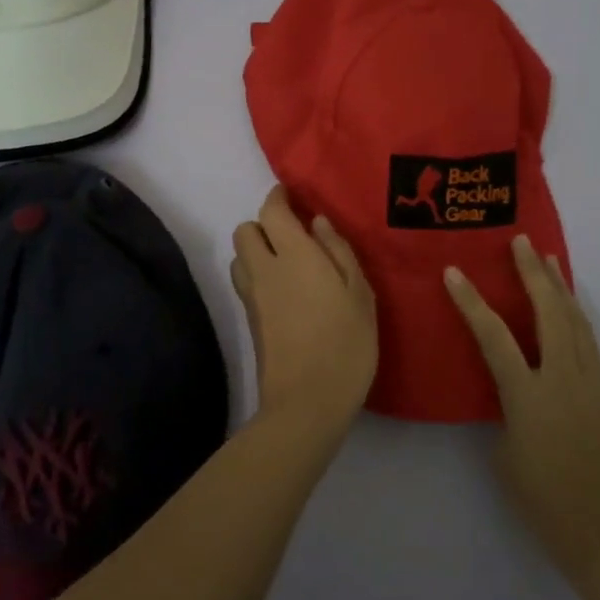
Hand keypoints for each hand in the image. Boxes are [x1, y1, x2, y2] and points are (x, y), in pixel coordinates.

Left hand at [230, 187, 378, 435]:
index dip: (278, 198)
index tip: (291, 196)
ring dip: (256, 251)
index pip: (271, 210)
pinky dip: (257, 275)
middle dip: (264, 225)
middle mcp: (264, 269)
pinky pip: (245, 283)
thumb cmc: (345, 344)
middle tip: (293, 236)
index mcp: (293, 255)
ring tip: (287, 263)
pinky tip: (285, 292)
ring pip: (240, 257)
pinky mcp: (249, 321)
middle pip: (244, 230)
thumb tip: (317, 222)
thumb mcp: (359, 294)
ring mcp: (252, 297)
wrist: (306, 403)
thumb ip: (338, 251)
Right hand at [445, 236, 599, 589]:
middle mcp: (562, 379)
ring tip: (548, 258)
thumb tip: (511, 389)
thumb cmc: (546, 503)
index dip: (471, 302)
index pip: (494, 336)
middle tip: (521, 242)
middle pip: (548, 312)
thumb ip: (506, 411)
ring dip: (559, 286)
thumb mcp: (507, 455)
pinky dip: (576, 313)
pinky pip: (588, 340)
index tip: (453, 272)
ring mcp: (590, 383)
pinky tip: (570, 305)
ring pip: (575, 321)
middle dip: (533, 273)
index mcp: (529, 396)